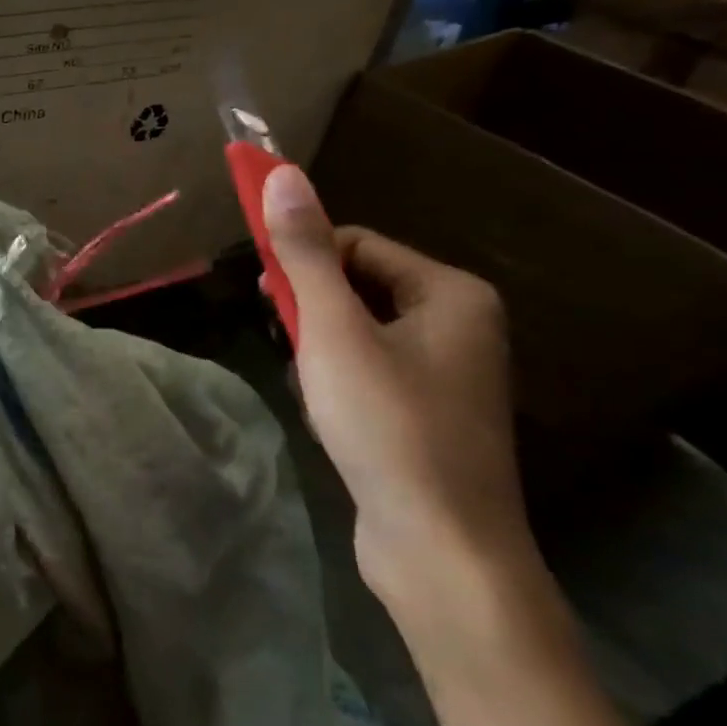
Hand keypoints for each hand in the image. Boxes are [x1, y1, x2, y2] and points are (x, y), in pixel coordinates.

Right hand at [262, 165, 536, 633]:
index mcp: (450, 293)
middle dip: (313, 315)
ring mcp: (447, 374)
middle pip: (356, 288)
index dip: (305, 263)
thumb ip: (304, 253)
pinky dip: (338, 385)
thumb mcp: (333, 331)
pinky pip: (369, 373)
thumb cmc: (388, 425)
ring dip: (321, 354)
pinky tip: (330, 420)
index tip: (268, 297)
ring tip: (316, 395)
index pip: (356, 244)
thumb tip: (281, 174)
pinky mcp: (428, 415)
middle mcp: (458, 325)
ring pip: (356, 333)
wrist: (441, 552)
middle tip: (293, 349)